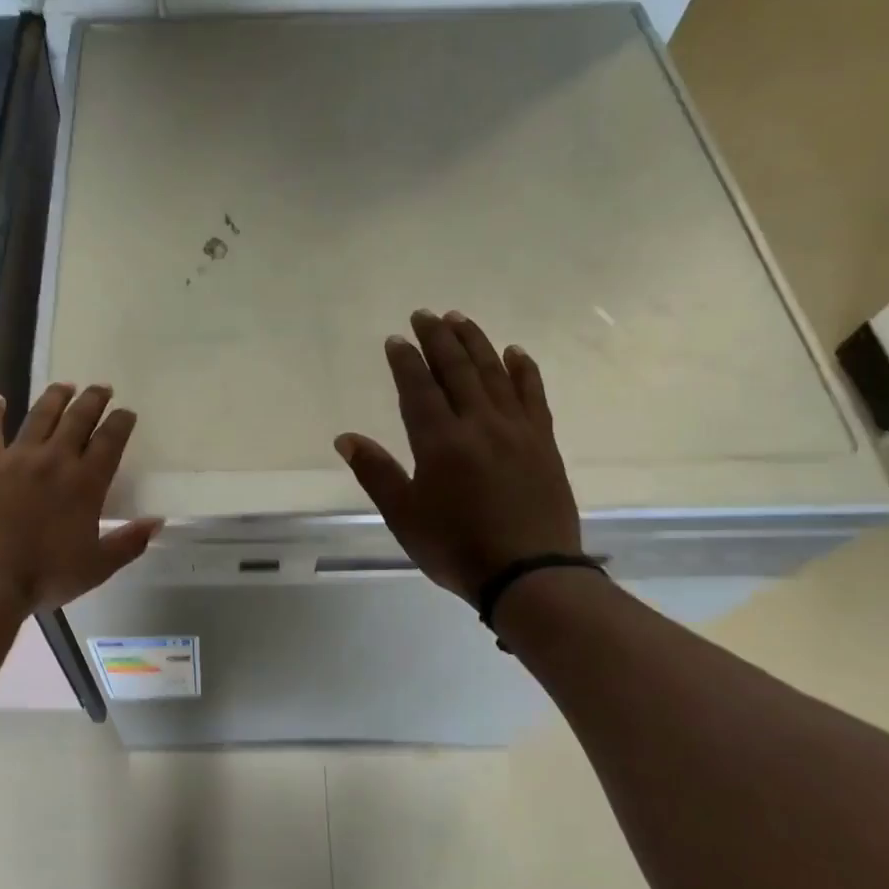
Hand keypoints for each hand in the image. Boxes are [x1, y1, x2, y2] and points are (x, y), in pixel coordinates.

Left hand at [0, 383, 160, 613]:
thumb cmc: (44, 576)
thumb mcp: (97, 567)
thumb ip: (129, 543)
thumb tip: (158, 522)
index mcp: (85, 482)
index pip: (110, 440)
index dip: (121, 422)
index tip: (127, 412)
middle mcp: (54, 459)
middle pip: (78, 418)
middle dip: (93, 400)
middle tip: (101, 388)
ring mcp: (17, 458)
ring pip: (40, 415)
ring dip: (55, 397)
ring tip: (64, 385)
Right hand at [335, 309, 580, 604]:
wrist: (529, 573)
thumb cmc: (456, 548)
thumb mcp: (404, 516)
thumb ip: (376, 473)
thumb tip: (345, 438)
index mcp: (440, 442)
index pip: (419, 388)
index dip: (406, 361)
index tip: (396, 339)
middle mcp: (479, 424)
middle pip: (457, 370)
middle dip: (438, 338)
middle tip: (425, 315)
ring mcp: (516, 430)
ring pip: (494, 373)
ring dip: (476, 342)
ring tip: (460, 319)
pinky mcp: (543, 442)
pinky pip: (533, 395)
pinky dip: (524, 370)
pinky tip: (515, 352)